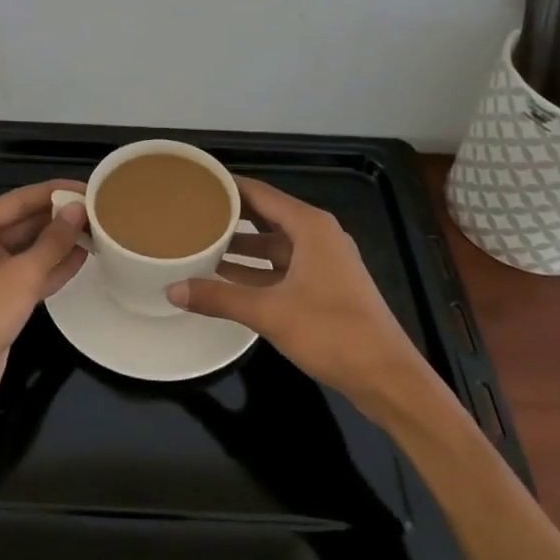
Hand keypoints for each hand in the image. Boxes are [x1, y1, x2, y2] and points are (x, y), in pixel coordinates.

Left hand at [0, 179, 88, 427]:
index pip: (18, 200)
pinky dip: (53, 267)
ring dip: (59, 242)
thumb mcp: (21, 274)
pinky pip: (29, 275)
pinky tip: (82, 257)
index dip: (54, 192)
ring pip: (29, 250)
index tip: (88, 186)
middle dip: (58, 217)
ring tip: (97, 229)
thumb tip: (78, 209)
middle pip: (23, 223)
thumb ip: (53, 241)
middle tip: (98, 209)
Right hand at [167, 177, 451, 417]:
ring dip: (242, 246)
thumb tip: (172, 290)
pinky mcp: (325, 287)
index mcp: (310, 226)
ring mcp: (324, 262)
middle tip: (192, 212)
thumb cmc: (331, 331)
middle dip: (231, 215)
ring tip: (201, 243)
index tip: (196, 182)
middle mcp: (318, 236)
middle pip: (267, 216)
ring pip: (274, 245)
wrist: (387, 377)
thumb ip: (219, 298)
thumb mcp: (269, 312)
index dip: (228, 186)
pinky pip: (283, 267)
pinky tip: (227, 278)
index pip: (260, 193)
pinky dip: (257, 270)